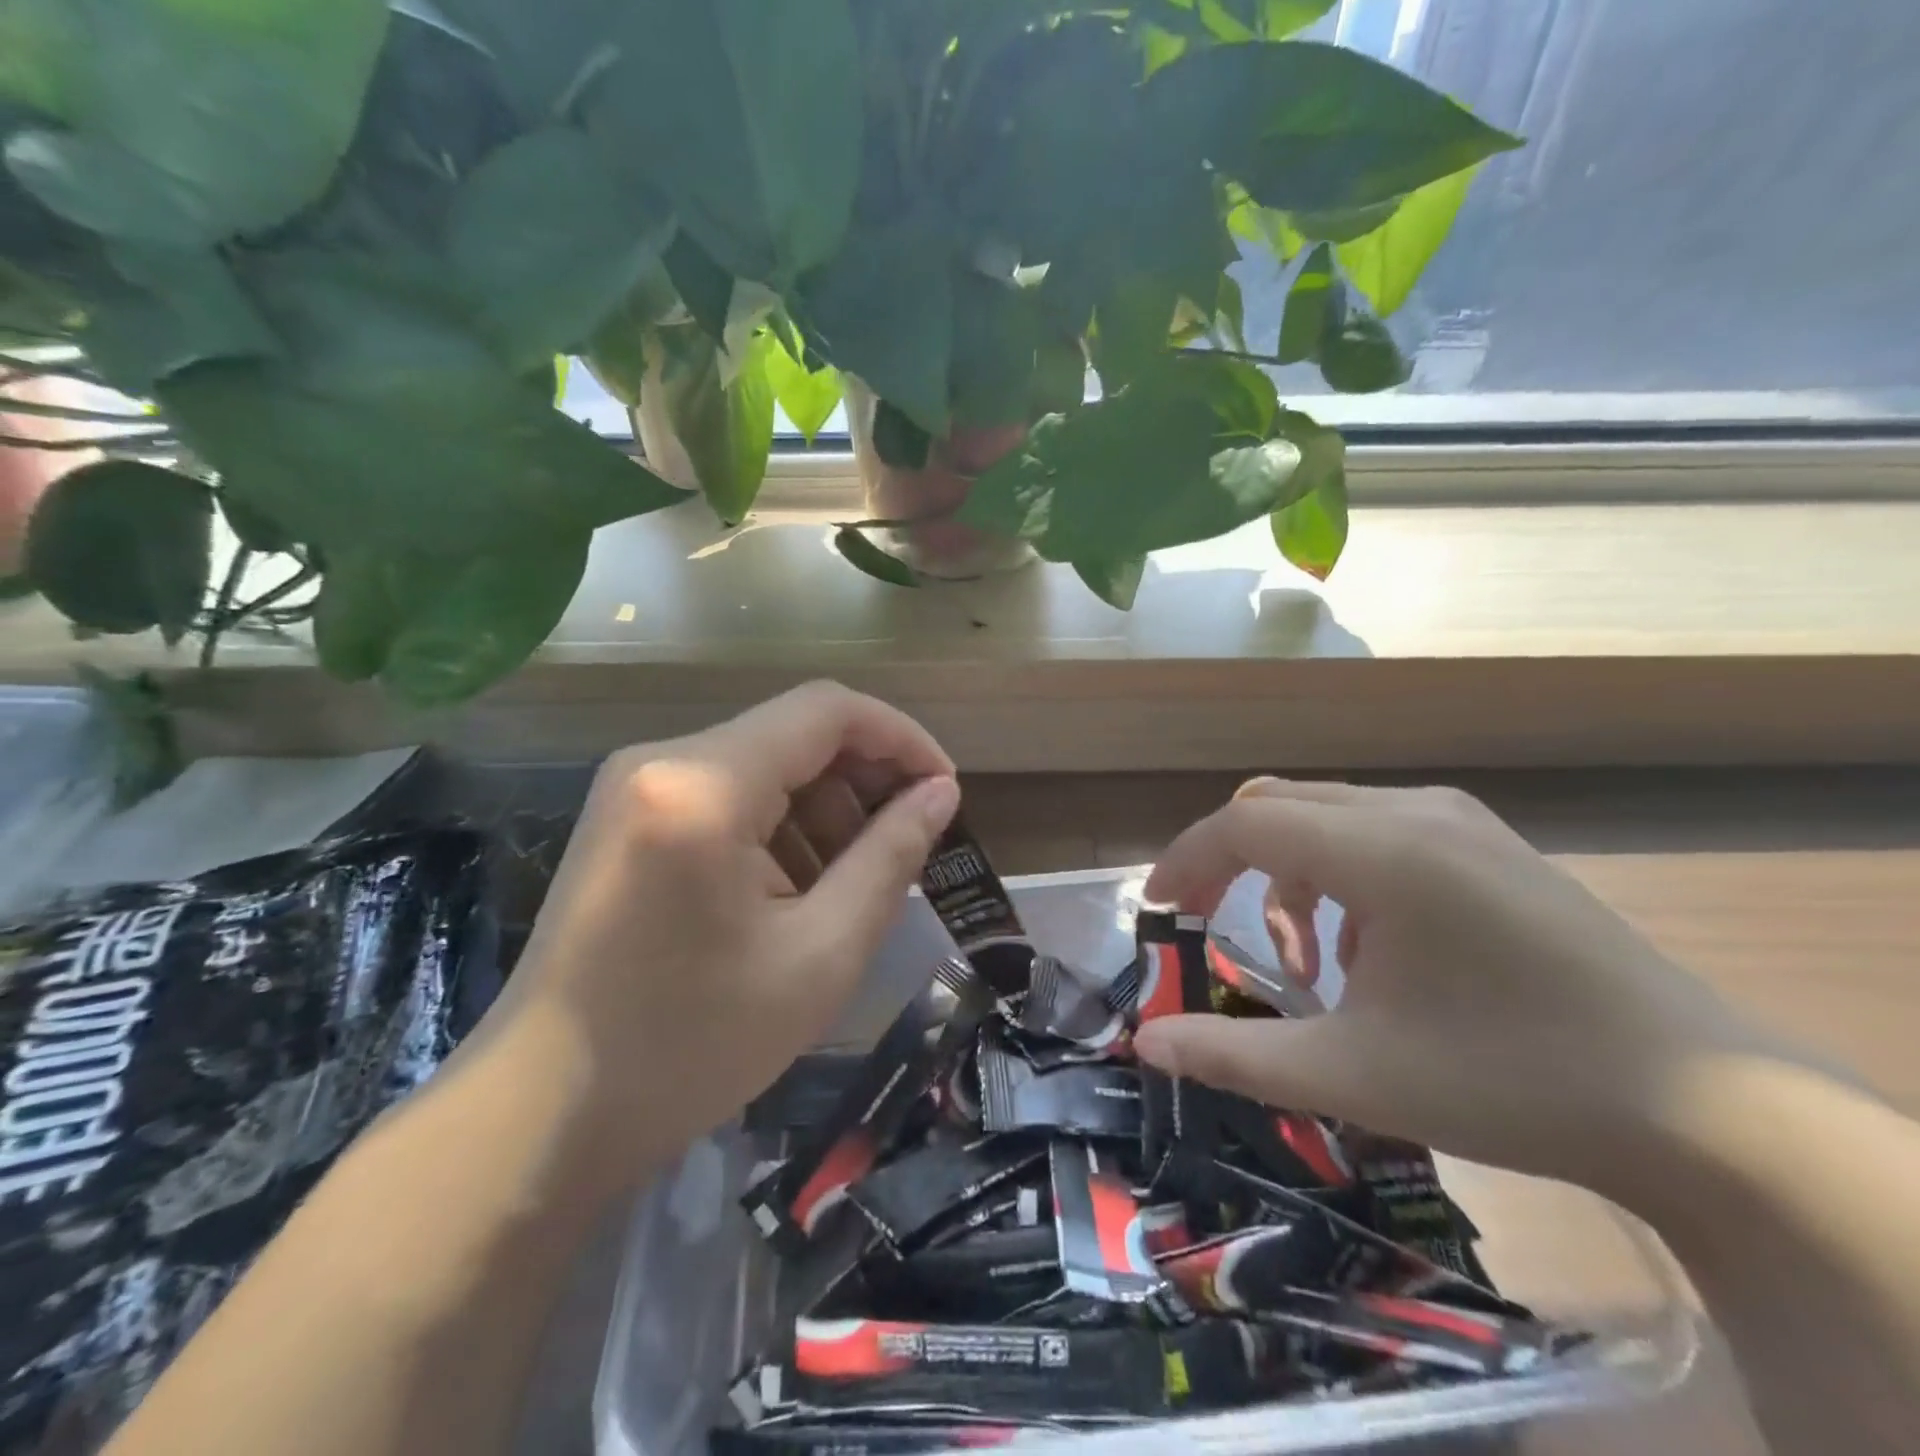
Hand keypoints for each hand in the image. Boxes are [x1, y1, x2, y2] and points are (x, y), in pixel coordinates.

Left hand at [488, 682, 958, 1180]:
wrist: (542, 1114)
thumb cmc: (690, 1044)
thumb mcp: (820, 953)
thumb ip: (890, 857)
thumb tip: (940, 793)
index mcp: (704, 784)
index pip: (827, 711)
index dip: (901, 738)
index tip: (945, 791)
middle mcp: (662, 761)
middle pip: (795, 734)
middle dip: (863, 781)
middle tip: (906, 848)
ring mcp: (635, 786)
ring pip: (764, 764)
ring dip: (823, 810)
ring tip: (851, 885)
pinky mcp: (628, 818)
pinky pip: (727, 794)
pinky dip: (778, 828)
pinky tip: (793, 893)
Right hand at [1132, 780, 1763, 1194]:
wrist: (1701, 1104)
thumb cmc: (1508, 1080)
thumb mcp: (1352, 1075)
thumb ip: (1234, 1055)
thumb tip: (1145, 1043)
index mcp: (1383, 851)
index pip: (1245, 823)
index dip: (1186, 860)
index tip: (1156, 910)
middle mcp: (1415, 811)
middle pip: (1278, 805)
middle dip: (1226, 863)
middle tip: (1203, 922)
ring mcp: (1458, 820)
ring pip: (1325, 817)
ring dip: (1287, 878)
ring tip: (1307, 966)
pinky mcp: (1485, 843)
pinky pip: (1375, 833)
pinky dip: (1339, 880)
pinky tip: (1373, 956)